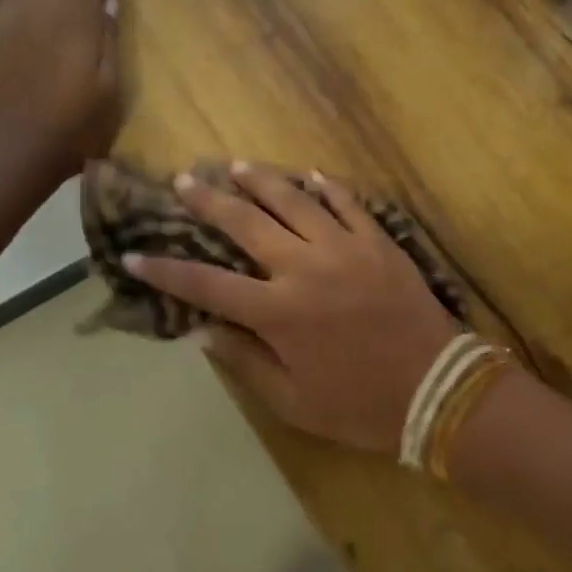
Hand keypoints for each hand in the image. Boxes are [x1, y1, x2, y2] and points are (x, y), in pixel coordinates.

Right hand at [125, 165, 464, 453]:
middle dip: (209, 201)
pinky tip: (312, 175)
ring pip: (295, 201)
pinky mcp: (379, 242)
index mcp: (278, 313)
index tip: (135, 254)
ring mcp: (345, 248)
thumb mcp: (293, 401)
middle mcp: (304, 269)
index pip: (206, 284)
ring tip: (238, 166)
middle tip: (185, 181)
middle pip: (246, 224)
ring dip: (263, 181)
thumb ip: (246, 362)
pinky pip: (349, 203)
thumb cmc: (360, 405)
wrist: (436, 388)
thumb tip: (204, 331)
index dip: (165, 270)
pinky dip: (328, 187)